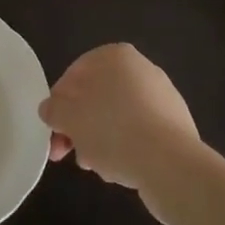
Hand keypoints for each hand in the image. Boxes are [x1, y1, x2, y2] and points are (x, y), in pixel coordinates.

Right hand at [38, 44, 199, 196]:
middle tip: (69, 153)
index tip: (53, 131)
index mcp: (114, 55)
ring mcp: (161, 96)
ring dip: (100, 140)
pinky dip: (125, 148)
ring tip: (96, 167)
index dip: (59, 105)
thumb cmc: (112, 130)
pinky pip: (139, 133)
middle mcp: (141, 68)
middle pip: (96, 98)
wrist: (170, 164)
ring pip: (116, 118)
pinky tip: (120, 169)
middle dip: (79, 127)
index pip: (74, 75)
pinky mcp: (174, 125)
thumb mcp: (69, 118)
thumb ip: (53, 110)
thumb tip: (49, 109)